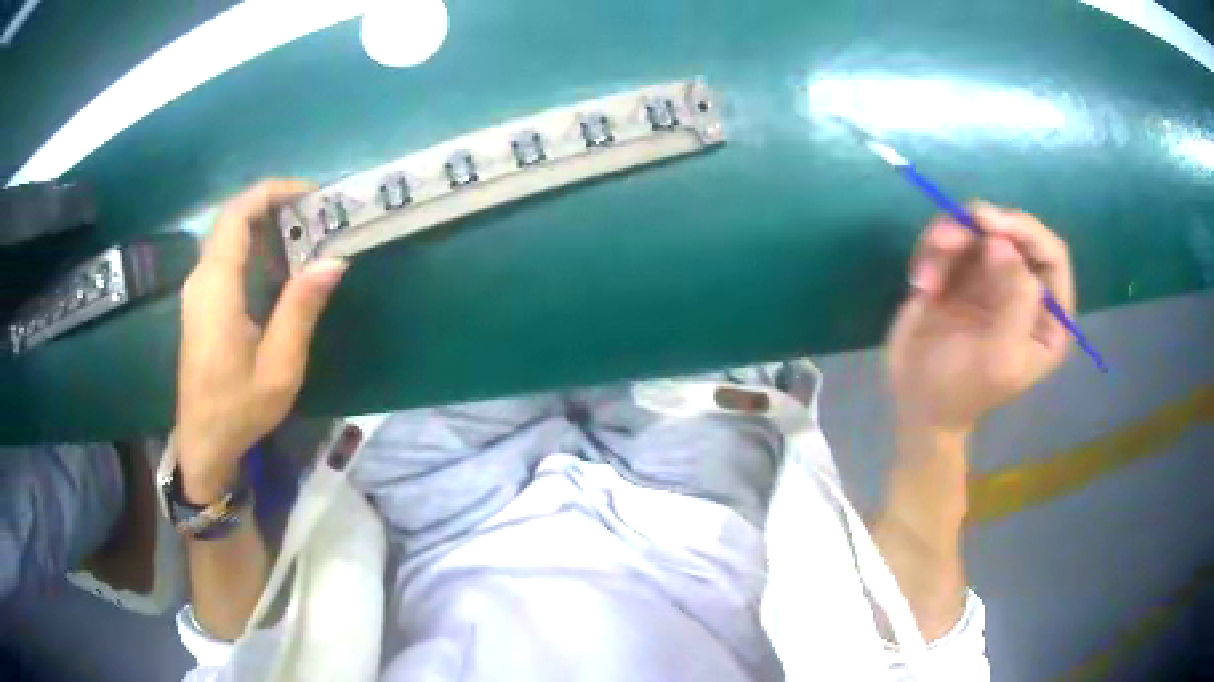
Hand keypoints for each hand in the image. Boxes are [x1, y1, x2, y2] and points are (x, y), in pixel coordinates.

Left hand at [176, 179, 347, 502]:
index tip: (309, 194)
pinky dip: (252, 247)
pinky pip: (224, 258)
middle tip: (314, 214)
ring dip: (263, 226)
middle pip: (231, 220)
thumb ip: (301, 309)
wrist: (202, 443)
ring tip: (304, 234)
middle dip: (271, 205)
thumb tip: (334, 260)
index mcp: (217, 288)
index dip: (271, 193)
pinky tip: (277, 266)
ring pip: (226, 237)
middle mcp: (201, 279)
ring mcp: (196, 291)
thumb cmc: (238, 410)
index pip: (236, 215)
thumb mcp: (278, 367)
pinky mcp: (199, 304)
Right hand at [887, 203, 1074, 439]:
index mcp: (1048, 316)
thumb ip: (1015, 301)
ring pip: (978, 227)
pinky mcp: (962, 269)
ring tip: (925, 277)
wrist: (913, 400)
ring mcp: (993, 276)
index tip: (989, 226)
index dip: (1025, 232)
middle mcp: (1026, 289)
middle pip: (1013, 231)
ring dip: (948, 240)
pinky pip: (951, 237)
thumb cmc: (961, 389)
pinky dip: (932, 252)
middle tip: (946, 240)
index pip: (1052, 255)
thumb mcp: (998, 356)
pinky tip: (921, 284)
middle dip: (978, 229)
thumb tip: (1003, 243)